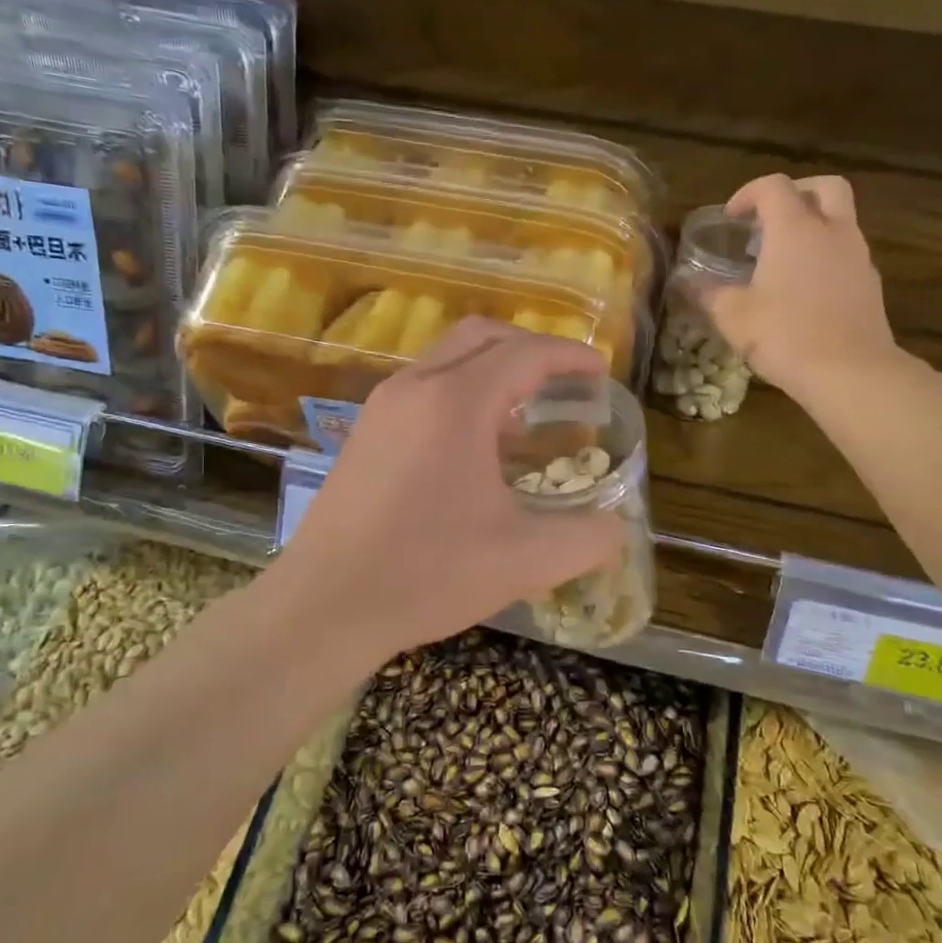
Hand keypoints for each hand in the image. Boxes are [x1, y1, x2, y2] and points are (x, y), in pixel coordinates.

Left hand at [272, 319, 625, 661]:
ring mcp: (380, 408)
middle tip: (564, 382)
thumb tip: (616, 527)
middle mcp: (413, 388)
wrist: (324, 605)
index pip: (525, 354)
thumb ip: (586, 539)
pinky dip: (459, 394)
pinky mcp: (362, 435)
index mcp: (455, 403)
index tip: (600, 373)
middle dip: (529, 348)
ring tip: (525, 414)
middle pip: (481, 336)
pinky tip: (474, 447)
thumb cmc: (426, 575)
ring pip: (445, 360)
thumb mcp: (524, 561)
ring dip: (490, 371)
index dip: (570, 357)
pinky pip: (421, 389)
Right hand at [698, 173, 904, 408]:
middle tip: (770, 218)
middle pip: (823, 187)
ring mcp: (857, 254)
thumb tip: (685, 283)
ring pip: (840, 218)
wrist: (849, 372)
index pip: (773, 186)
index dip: (748, 194)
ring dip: (813, 225)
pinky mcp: (870, 282)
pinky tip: (805, 287)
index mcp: (794, 229)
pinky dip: (826, 254)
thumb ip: (707, 294)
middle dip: (795, 193)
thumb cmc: (785, 336)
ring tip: (783, 257)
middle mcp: (832, 230)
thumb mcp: (732, 317)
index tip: (731, 218)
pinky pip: (847, 251)